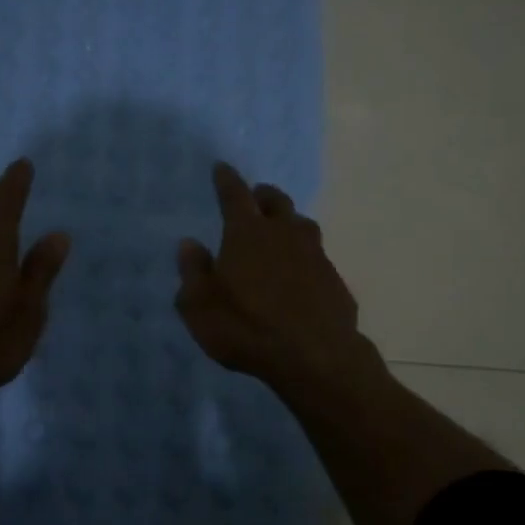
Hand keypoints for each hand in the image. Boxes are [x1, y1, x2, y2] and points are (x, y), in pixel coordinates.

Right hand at [175, 162, 372, 388]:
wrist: (315, 357)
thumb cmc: (246, 328)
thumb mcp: (199, 307)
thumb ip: (193, 271)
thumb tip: (190, 244)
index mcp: (247, 233)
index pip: (235, 194)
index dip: (226, 179)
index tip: (221, 167)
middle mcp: (283, 234)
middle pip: (275, 201)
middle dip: (262, 195)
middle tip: (254, 198)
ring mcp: (314, 255)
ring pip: (302, 224)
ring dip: (288, 222)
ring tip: (279, 232)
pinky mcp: (334, 279)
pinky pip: (317, 257)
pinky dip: (305, 257)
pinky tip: (300, 274)